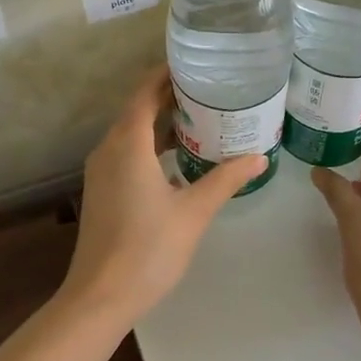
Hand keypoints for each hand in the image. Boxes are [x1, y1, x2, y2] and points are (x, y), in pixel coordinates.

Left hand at [59, 67, 267, 328]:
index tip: (195, 64)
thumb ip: (225, 179)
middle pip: (137, 109)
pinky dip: (151, 146)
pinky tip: (178, 159)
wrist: (101, 296)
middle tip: (209, 89)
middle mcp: (109, 149)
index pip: (145, 92)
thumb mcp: (194, 212)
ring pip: (131, 133)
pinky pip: (126, 153)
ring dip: (160, 123)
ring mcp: (101, 171)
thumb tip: (259, 157)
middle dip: (169, 96)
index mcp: (127, 144)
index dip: (166, 74)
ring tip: (200, 118)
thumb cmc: (149, 249)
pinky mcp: (102, 191)